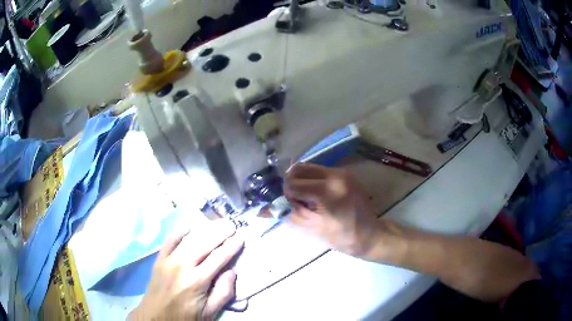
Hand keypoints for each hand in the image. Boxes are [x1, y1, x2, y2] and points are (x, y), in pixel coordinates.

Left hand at [129, 220, 243, 319]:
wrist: (157, 316)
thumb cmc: (186, 316)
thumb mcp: (209, 312)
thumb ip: (223, 293)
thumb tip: (232, 271)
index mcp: (198, 281)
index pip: (218, 258)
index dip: (231, 247)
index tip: (240, 237)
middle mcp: (183, 266)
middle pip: (205, 244)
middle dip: (220, 233)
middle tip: (231, 224)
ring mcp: (169, 260)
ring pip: (189, 239)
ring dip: (205, 229)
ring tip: (217, 223)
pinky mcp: (159, 259)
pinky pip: (170, 240)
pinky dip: (180, 231)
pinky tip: (190, 226)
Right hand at [284, 163, 382, 258]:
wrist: (369, 234)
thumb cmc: (341, 237)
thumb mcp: (310, 228)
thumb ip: (286, 214)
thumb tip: (261, 210)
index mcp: (327, 190)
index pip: (292, 182)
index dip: (286, 195)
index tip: (291, 207)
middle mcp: (335, 174)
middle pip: (298, 168)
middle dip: (291, 183)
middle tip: (296, 201)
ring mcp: (341, 172)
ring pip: (308, 167)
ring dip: (301, 180)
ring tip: (307, 199)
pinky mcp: (344, 173)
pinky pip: (319, 171)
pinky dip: (311, 180)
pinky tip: (316, 195)